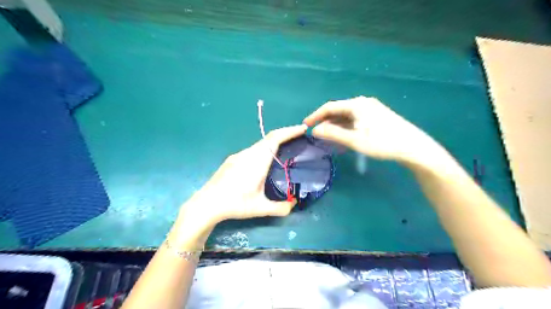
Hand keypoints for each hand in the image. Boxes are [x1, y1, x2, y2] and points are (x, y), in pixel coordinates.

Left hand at [176, 124, 307, 228]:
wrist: (206, 204)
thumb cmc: (234, 204)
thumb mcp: (260, 208)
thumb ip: (280, 207)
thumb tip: (294, 204)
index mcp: (257, 161)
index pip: (275, 139)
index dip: (290, 131)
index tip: (303, 128)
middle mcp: (248, 154)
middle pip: (269, 138)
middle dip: (285, 135)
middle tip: (299, 138)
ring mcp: (238, 156)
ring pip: (260, 144)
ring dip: (274, 143)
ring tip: (285, 150)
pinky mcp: (232, 160)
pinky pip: (253, 150)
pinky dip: (264, 149)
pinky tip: (266, 162)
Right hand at [303, 96, 441, 163]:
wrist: (413, 147)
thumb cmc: (382, 142)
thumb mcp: (354, 139)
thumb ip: (333, 134)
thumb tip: (315, 130)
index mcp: (356, 104)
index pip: (330, 107)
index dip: (315, 115)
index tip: (305, 125)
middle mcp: (363, 103)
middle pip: (338, 110)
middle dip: (325, 121)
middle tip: (315, 133)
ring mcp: (371, 108)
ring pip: (346, 115)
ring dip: (335, 124)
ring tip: (326, 136)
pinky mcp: (376, 115)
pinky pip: (354, 118)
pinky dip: (345, 126)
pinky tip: (342, 135)